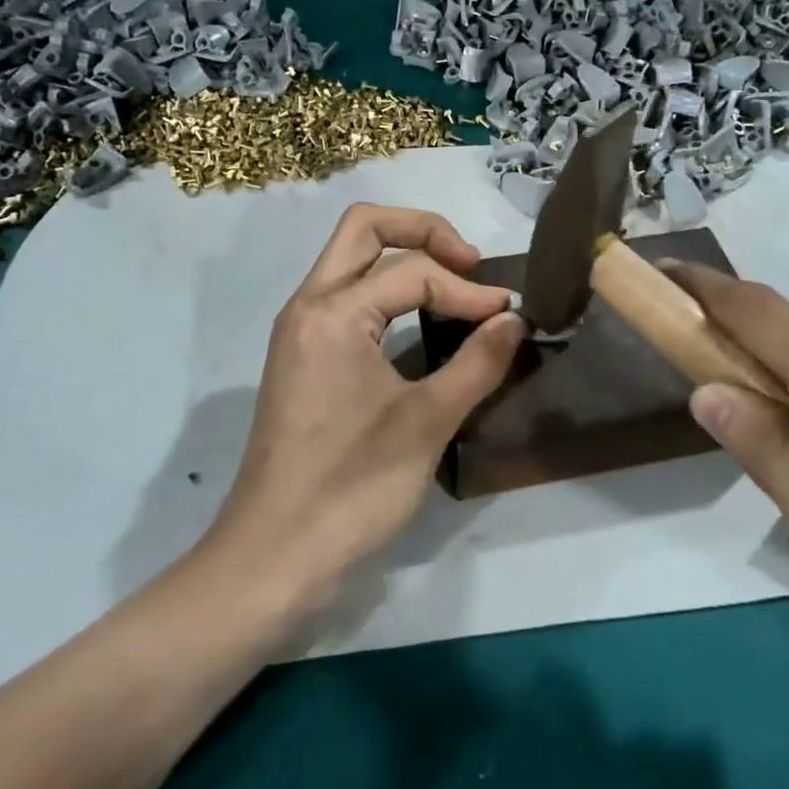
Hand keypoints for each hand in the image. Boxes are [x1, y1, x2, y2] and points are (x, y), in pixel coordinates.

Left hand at [201, 204, 523, 611]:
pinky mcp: (303, 358)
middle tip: (471, 265)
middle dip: (424, 231)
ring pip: (352, 259)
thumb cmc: (350, 490)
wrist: (272, 560)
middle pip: (365, 228)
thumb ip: (478, 363)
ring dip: (405, 257)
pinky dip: (388, 290)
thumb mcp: (427, 423)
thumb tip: (515, 321)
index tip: (509, 319)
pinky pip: (348, 297)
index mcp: (332, 312)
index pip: (413, 271)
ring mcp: (300, 331)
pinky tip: (423, 320)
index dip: (468, 290)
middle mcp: (308, 306)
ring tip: (455, 286)